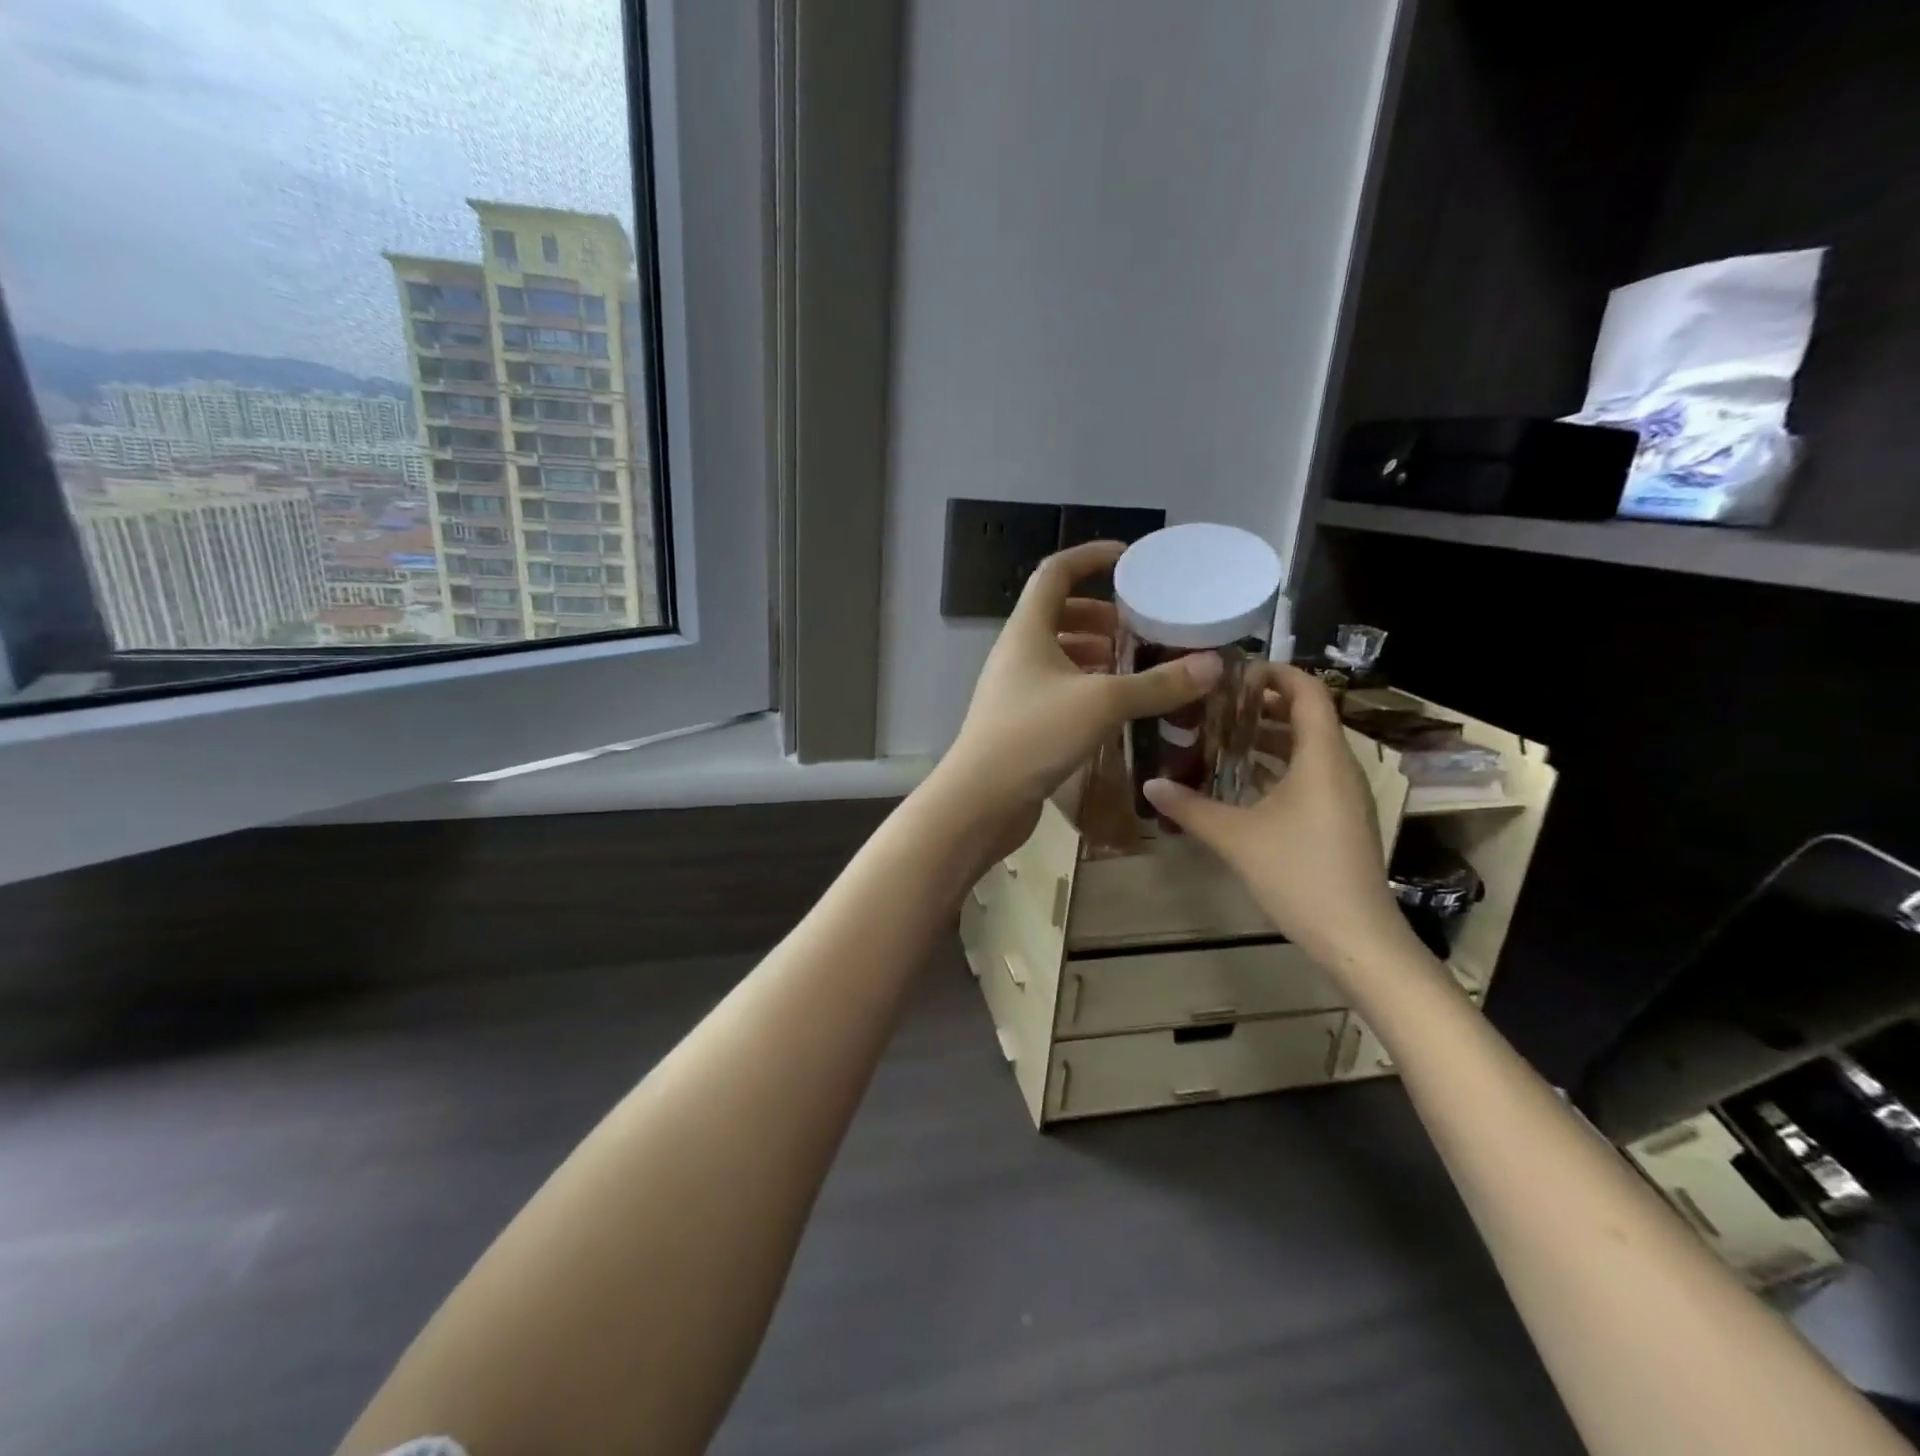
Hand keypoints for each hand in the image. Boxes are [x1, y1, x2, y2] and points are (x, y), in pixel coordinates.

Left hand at [932, 540, 1222, 855]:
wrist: (980, 801)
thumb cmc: (1034, 736)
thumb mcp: (1102, 703)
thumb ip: (1157, 683)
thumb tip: (1213, 665)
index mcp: (1027, 631)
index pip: (1055, 573)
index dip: (1090, 557)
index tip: (1129, 559)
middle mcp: (1017, 653)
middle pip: (1058, 614)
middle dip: (1100, 613)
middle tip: (1141, 625)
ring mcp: (1016, 689)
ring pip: (1059, 655)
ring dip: (1095, 652)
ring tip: (1135, 663)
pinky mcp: (1021, 721)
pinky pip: (1058, 688)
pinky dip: (1087, 686)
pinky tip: (1115, 705)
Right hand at [1144, 665, 1414, 969]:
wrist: (1356, 937)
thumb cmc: (1299, 874)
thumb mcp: (1236, 838)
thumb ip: (1190, 808)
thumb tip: (1149, 784)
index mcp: (1322, 758)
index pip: (1308, 692)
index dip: (1276, 673)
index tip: (1235, 672)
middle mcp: (1339, 768)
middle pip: (1307, 717)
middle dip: (1264, 705)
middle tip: (1217, 704)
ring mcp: (1345, 796)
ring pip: (1308, 749)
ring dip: (1270, 738)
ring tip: (1223, 737)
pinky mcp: (1341, 820)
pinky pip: (1310, 776)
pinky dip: (1279, 767)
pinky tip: (1243, 783)